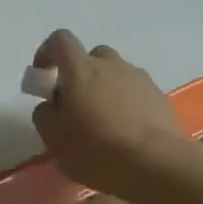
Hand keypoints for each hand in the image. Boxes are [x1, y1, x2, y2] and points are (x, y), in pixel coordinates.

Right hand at [29, 30, 190, 197]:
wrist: (154, 163)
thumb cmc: (95, 149)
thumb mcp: (53, 138)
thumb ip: (45, 114)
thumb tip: (51, 104)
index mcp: (81, 69)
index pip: (60, 40)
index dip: (48, 52)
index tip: (43, 75)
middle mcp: (111, 65)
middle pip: (92, 56)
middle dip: (82, 74)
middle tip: (77, 104)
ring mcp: (139, 78)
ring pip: (117, 74)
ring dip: (106, 88)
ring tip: (105, 122)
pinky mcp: (159, 96)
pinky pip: (136, 91)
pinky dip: (128, 103)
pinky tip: (127, 131)